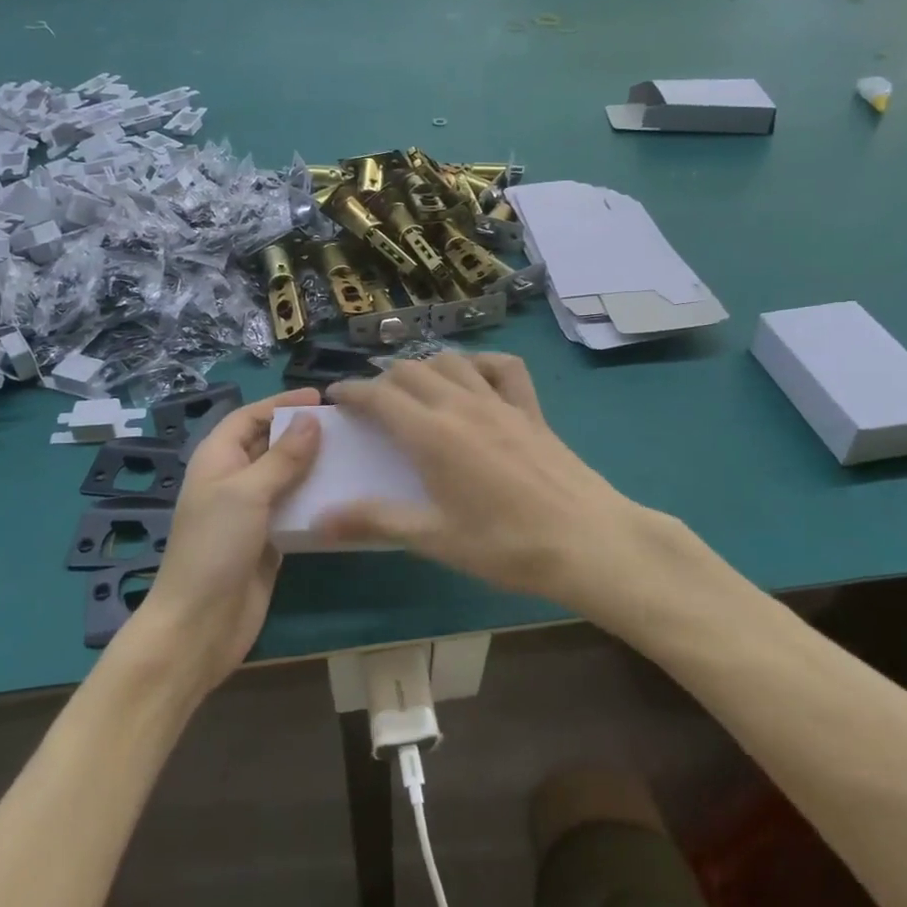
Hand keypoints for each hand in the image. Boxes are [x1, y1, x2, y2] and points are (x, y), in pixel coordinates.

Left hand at [124, 388, 321, 690]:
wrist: (200, 624)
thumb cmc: (215, 547)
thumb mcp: (247, 493)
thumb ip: (281, 457)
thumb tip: (311, 421)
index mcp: (217, 459)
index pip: (249, 417)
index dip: (280, 403)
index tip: (320, 398)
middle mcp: (234, 480)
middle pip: (269, 444)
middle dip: (302, 432)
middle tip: (346, 425)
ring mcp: (252, 512)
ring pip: (287, 477)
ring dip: (315, 466)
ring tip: (354, 455)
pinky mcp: (270, 540)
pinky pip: (296, 509)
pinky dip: (317, 500)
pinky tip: (347, 495)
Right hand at [320, 355, 674, 619]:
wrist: (586, 541)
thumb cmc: (505, 545)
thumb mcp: (434, 538)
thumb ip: (375, 521)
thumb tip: (320, 520)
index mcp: (431, 434)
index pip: (379, 396)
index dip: (351, 391)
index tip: (336, 398)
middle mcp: (461, 405)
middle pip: (411, 371)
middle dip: (383, 380)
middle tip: (371, 404)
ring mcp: (500, 402)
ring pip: (452, 361)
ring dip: (425, 367)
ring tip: (415, 389)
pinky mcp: (530, 409)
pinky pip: (504, 368)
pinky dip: (481, 363)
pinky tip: (474, 379)